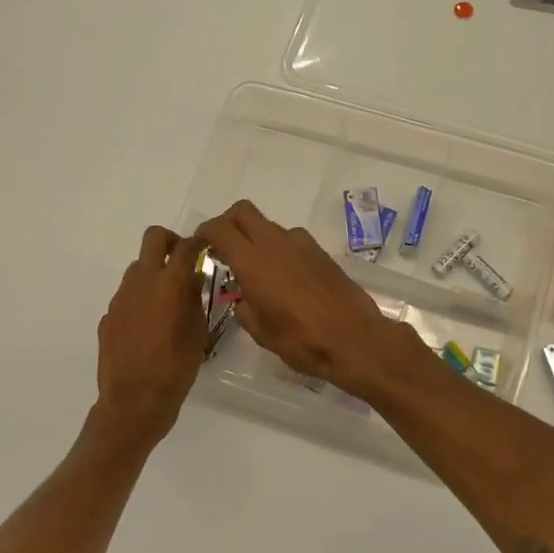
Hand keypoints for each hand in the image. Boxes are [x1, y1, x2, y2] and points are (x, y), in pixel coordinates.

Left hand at [92, 226, 206, 449]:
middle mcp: (141, 282)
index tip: (205, 248)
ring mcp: (120, 298)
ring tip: (167, 302)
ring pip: (137, 268)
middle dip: (169, 242)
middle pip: (153, 238)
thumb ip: (194, 299)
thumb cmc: (176, 367)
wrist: (134, 401)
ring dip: (153, 274)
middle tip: (182, 261)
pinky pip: (127, 297)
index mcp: (169, 284)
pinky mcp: (108, 317)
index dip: (198, 242)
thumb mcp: (198, 332)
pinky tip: (149, 328)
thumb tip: (192, 280)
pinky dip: (140, 301)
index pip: (185, 246)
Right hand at [194, 201, 429, 401]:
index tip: (199, 245)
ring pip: (269, 226)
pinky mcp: (320, 252)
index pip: (220, 229)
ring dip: (256, 238)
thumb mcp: (261, 332)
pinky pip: (291, 240)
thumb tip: (243, 298)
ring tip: (257, 270)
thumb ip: (244, 308)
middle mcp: (276, 244)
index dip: (204, 232)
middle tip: (223, 247)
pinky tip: (285, 278)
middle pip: (244, 212)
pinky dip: (279, 249)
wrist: (354, 339)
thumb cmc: (301, 340)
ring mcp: (301, 244)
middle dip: (228, 223)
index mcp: (254, 262)